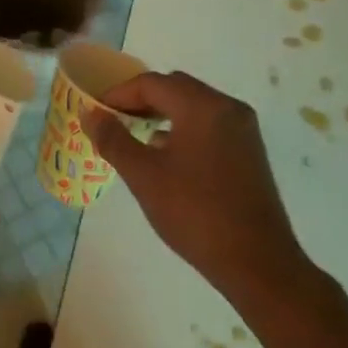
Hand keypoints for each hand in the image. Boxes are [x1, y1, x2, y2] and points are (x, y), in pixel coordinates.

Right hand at [86, 72, 314, 305]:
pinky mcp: (249, 152)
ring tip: (135, 138)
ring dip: (162, 114)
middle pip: (175, 88)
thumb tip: (90, 113)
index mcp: (202, 107)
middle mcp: (227, 108)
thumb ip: (113, 139)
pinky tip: (167, 156)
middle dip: (141, 100)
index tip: (96, 114)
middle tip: (114, 122)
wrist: (257, 263)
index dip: (118, 95)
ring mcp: (243, 130)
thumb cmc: (195, 213)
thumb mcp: (144, 176)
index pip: (152, 84)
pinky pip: (209, 124)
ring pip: (193, 106)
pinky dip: (183, 128)